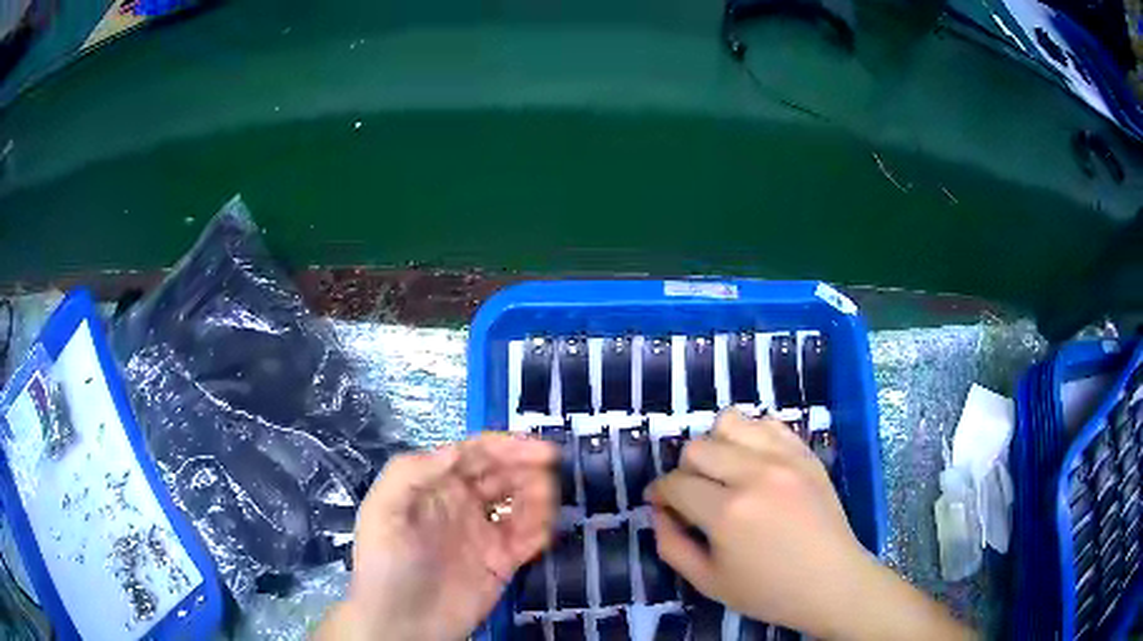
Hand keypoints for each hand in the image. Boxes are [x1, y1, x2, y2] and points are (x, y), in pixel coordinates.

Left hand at [315, 434, 557, 640]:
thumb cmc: (385, 562)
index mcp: (434, 486)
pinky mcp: (501, 563)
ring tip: (546, 502)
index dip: (506, 446)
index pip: (475, 454)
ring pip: (520, 503)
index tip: (538, 448)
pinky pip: (528, 538)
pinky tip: (542, 530)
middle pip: (502, 474)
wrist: (401, 624)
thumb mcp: (383, 510)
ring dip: (538, 495)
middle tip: (551, 470)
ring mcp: (484, 534)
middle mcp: (462, 504)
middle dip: (527, 466)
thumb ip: (412, 474)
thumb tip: (458, 449)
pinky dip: (541, 529)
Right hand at [647, 411, 969, 640]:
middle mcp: (754, 474)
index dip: (659, 492)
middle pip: (697, 446)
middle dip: (684, 471)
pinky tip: (753, 463)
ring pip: (730, 422)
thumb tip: (659, 510)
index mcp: (728, 512)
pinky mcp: (805, 453)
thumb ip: (670, 545)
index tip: (660, 503)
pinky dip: (750, 436)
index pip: (675, 482)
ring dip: (716, 445)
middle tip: (693, 495)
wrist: (831, 582)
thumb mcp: (707, 582)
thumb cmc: (767, 591)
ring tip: (723, 472)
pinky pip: (767, 423)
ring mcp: (784, 458)